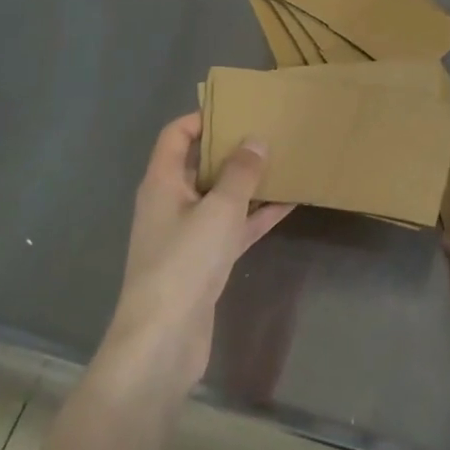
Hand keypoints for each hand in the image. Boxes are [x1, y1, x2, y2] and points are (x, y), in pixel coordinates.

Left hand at [100, 113, 293, 393]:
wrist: (163, 340)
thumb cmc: (184, 262)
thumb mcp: (218, 209)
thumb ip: (240, 173)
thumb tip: (256, 140)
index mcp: (161, 183)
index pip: (175, 136)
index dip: (202, 118)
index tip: (238, 108)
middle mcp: (170, 203)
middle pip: (199, 165)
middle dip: (232, 149)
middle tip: (269, 131)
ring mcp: (186, 235)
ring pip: (220, 197)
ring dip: (248, 183)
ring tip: (284, 161)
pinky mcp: (203, 262)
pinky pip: (232, 228)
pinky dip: (255, 216)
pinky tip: (288, 204)